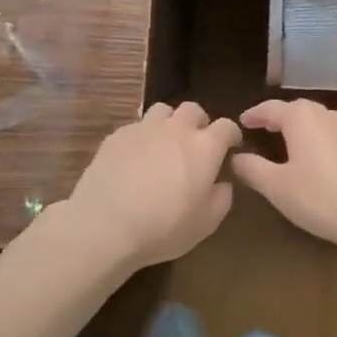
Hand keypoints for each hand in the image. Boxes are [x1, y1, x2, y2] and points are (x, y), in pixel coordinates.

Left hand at [64, 101, 240, 269]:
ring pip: (163, 110)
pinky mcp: (117, 136)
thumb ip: (222, 198)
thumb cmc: (164, 227)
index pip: (226, 126)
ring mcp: (144, 128)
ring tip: (165, 144)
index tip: (231, 147)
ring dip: (169, 122)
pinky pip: (136, 126)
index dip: (231, 135)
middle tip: (196, 144)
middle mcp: (176, 129)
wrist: (105, 225)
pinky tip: (135, 158)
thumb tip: (222, 183)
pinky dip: (142, 137)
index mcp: (204, 147)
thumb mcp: (206, 223)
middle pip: (193, 109)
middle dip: (199, 123)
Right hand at [231, 98, 336, 254]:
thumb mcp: (277, 187)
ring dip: (306, 130)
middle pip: (301, 110)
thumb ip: (252, 169)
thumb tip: (236, 157)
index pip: (272, 108)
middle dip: (281, 118)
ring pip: (324, 123)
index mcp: (303, 119)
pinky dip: (328, 144)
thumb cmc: (321, 198)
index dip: (255, 114)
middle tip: (266, 129)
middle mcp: (330, 116)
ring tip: (295, 145)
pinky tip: (327, 163)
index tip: (242, 121)